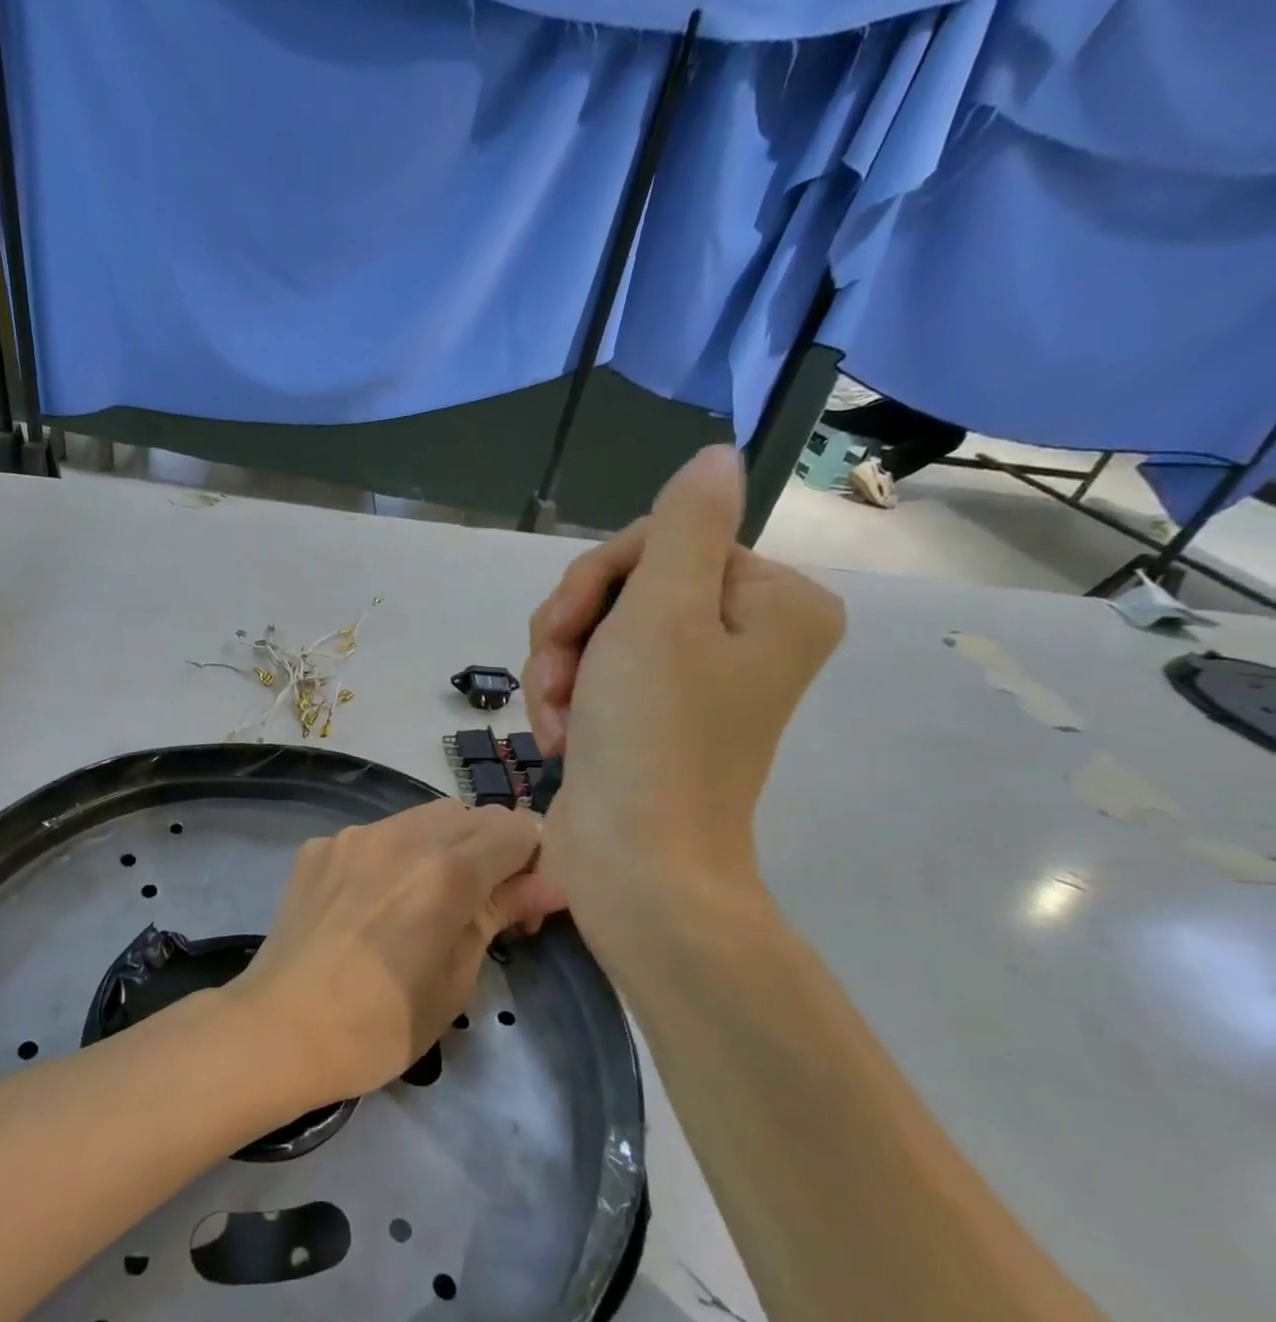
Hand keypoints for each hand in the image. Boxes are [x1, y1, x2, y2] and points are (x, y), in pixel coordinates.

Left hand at [230, 801, 564, 1105]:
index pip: (519, 828)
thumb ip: (501, 914)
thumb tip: (551, 884)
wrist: (278, 1030)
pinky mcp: (320, 846)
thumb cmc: (379, 1025)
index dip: (532, 860)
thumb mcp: (456, 978)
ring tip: (425, 899)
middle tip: (480, 902)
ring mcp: (354, 835)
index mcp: (447, 870)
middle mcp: (402, 835)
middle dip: (490, 848)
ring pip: (423, 816)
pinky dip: (393, 854)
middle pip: (472, 814)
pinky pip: (376, 833)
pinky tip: (374, 900)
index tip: (521, 903)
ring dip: (443, 844)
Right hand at [526, 446, 843, 951]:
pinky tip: (557, 736)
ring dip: (558, 667)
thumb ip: (684, 526)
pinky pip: (593, 673)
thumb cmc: (652, 736)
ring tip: (553, 716)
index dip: (601, 577)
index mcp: (771, 602)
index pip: (668, 540)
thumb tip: (717, 454)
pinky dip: (564, 699)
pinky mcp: (648, 716)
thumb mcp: (662, 614)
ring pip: (599, 629)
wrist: (635, 863)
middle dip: (573, 628)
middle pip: (629, 585)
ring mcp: (692, 680)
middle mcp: (741, 635)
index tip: (566, 627)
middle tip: (554, 675)